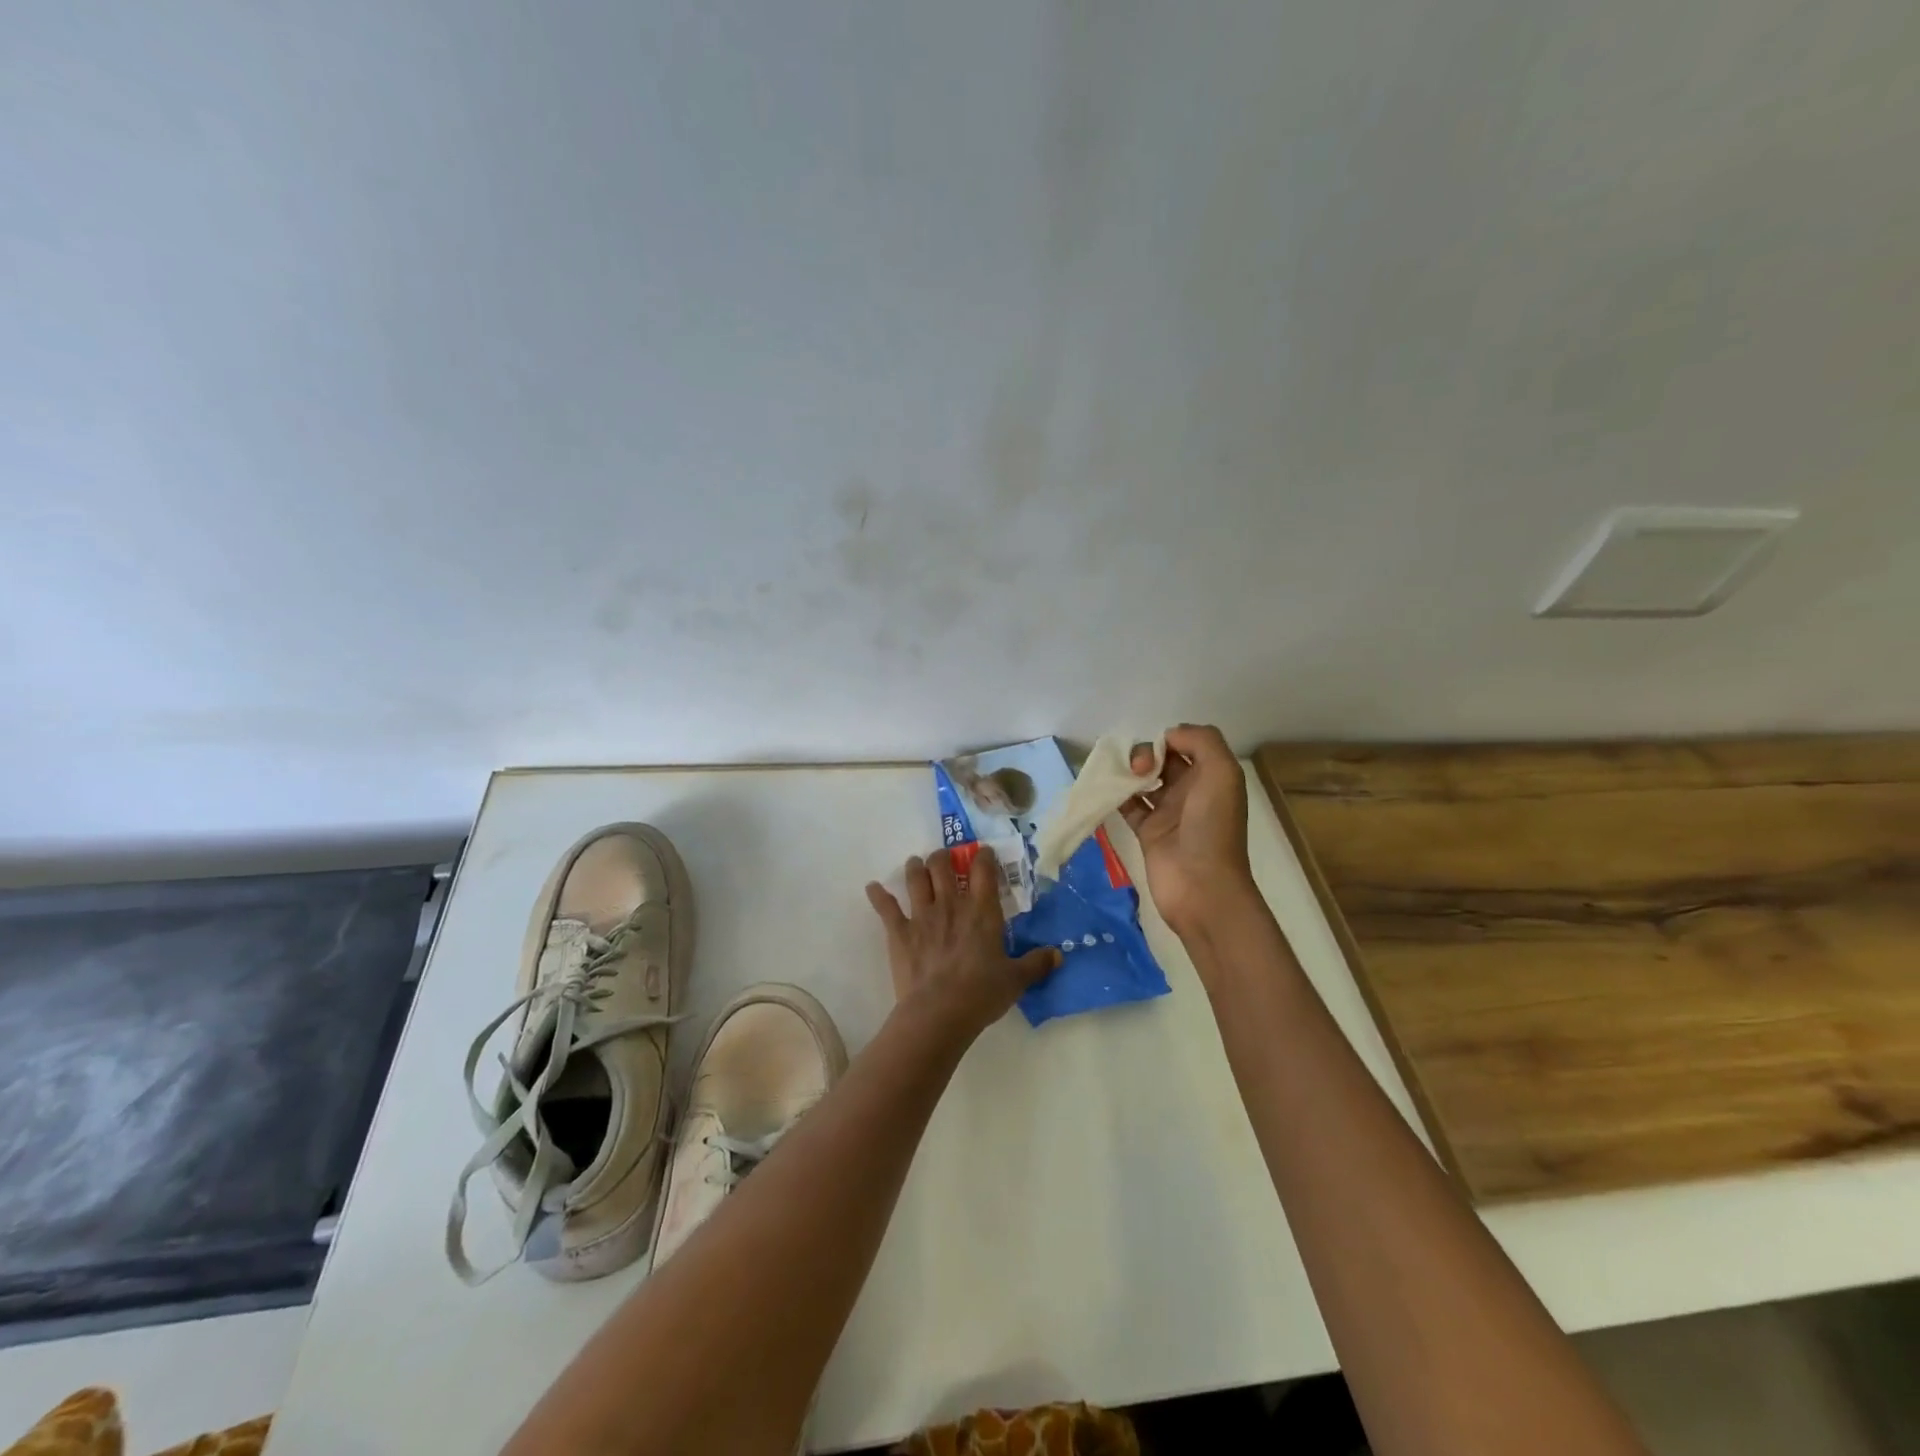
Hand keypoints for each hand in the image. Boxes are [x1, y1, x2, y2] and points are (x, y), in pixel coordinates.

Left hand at [865, 847, 1060, 1042]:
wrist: (939, 1013)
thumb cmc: (982, 993)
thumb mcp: (1016, 980)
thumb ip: (1037, 963)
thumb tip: (1059, 954)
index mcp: (981, 911)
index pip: (983, 870)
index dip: (983, 856)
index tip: (982, 852)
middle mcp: (951, 904)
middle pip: (943, 865)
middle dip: (943, 857)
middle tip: (944, 859)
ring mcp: (922, 915)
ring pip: (915, 878)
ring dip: (915, 867)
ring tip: (915, 863)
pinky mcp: (899, 932)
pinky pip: (886, 907)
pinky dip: (878, 895)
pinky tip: (872, 887)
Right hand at [1120, 724, 1258, 937]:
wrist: (1201, 887)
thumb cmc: (1213, 828)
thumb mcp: (1222, 774)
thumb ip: (1201, 742)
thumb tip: (1168, 737)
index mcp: (1212, 777)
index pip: (1186, 745)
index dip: (1169, 739)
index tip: (1157, 750)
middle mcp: (1191, 792)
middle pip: (1163, 760)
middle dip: (1146, 754)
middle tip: (1139, 768)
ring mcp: (1168, 813)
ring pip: (1143, 780)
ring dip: (1129, 772)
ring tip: (1120, 777)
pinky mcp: (1147, 832)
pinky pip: (1127, 806)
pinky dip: (1115, 796)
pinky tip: (1106, 791)